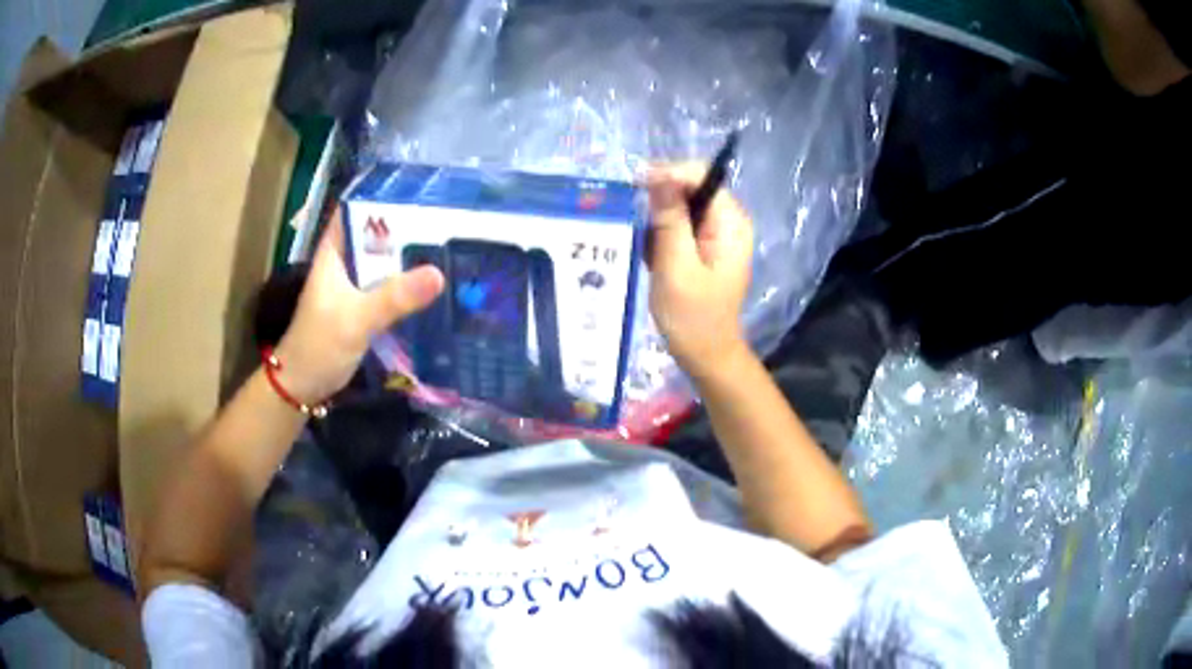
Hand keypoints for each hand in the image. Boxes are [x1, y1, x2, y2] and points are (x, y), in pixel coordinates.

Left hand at [274, 210, 443, 402]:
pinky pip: (390, 288)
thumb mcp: (355, 319)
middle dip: (409, 227)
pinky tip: (435, 285)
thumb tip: (438, 274)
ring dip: (411, 258)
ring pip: (386, 263)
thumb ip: (394, 298)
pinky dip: (409, 285)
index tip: (421, 192)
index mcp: (334, 252)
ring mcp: (355, 287)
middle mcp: (346, 263)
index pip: (358, 210)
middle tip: (451, 219)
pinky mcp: (364, 308)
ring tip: (452, 246)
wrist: (302, 386)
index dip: (385, 197)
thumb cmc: (318, 345)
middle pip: (378, 235)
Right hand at [645, 163, 753, 379]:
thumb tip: (659, 176)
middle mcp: (726, 221)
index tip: (636, 189)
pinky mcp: (701, 246)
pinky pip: (676, 224)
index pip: (701, 176)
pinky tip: (650, 256)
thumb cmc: (692, 318)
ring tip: (642, 246)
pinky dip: (658, 235)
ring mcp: (715, 233)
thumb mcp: (676, 267)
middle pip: (689, 187)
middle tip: (634, 224)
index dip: (668, 175)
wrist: (705, 354)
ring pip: (679, 206)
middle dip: (659, 200)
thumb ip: (669, 221)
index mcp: (730, 223)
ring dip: (656, 220)